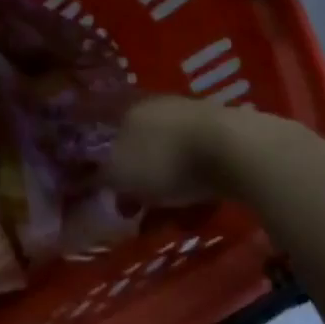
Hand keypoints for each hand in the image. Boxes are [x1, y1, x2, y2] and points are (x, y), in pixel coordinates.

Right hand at [111, 95, 290, 203]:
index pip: (108, 132)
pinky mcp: (226, 134)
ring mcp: (195, 117)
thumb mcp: (120, 174)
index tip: (109, 194)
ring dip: (166, 185)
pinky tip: (197, 208)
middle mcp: (159, 106)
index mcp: (129, 108)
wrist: (236, 151)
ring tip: (169, 218)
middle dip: (137, 179)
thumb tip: (87, 179)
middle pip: (140, 145)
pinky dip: (194, 185)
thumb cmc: (166, 159)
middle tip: (137, 210)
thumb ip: (100, 177)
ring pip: (171, 156)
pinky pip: (200, 164)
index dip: (104, 165)